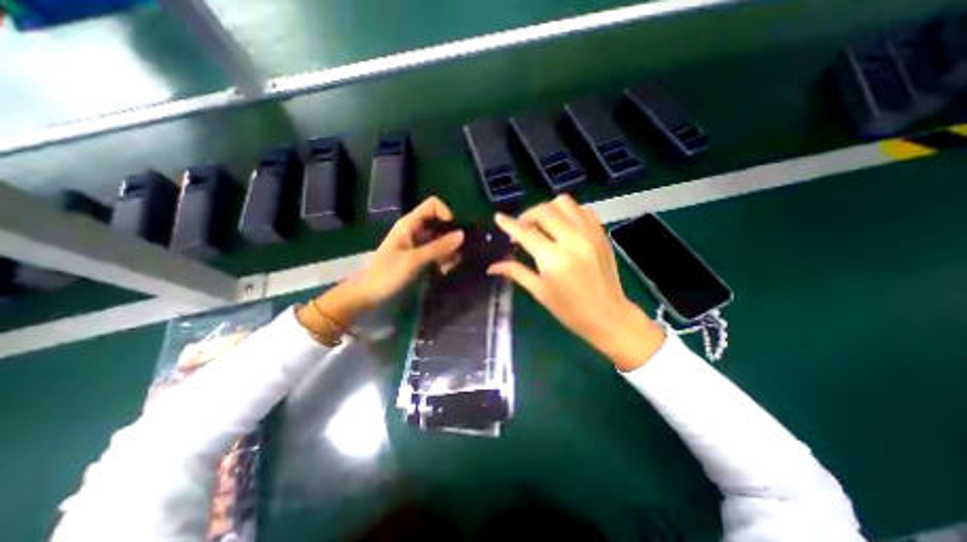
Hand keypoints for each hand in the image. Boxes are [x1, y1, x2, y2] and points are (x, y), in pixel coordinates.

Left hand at [299, 198, 463, 336]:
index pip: (433, 205)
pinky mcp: (420, 257)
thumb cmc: (387, 274)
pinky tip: (442, 272)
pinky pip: (438, 253)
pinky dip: (443, 260)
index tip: (454, 231)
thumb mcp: (414, 260)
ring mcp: (418, 244)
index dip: (446, 213)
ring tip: (447, 268)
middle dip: (450, 238)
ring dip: (448, 252)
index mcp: (410, 224)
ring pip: (441, 240)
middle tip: (454, 255)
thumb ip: (439, 247)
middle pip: (440, 223)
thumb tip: (462, 234)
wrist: (368, 294)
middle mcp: (416, 230)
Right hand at [493, 195, 664, 372]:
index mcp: (554, 258)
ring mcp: (589, 233)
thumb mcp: (539, 291)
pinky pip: (582, 209)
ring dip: (548, 209)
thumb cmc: (570, 309)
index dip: (509, 224)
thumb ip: (515, 272)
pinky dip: (568, 212)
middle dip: (527, 215)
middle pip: (544, 211)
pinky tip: (563, 226)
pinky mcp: (601, 233)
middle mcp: (572, 240)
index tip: (498, 217)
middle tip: (523, 229)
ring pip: (564, 203)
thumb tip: (491, 267)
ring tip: (543, 225)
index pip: (526, 233)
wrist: (608, 315)